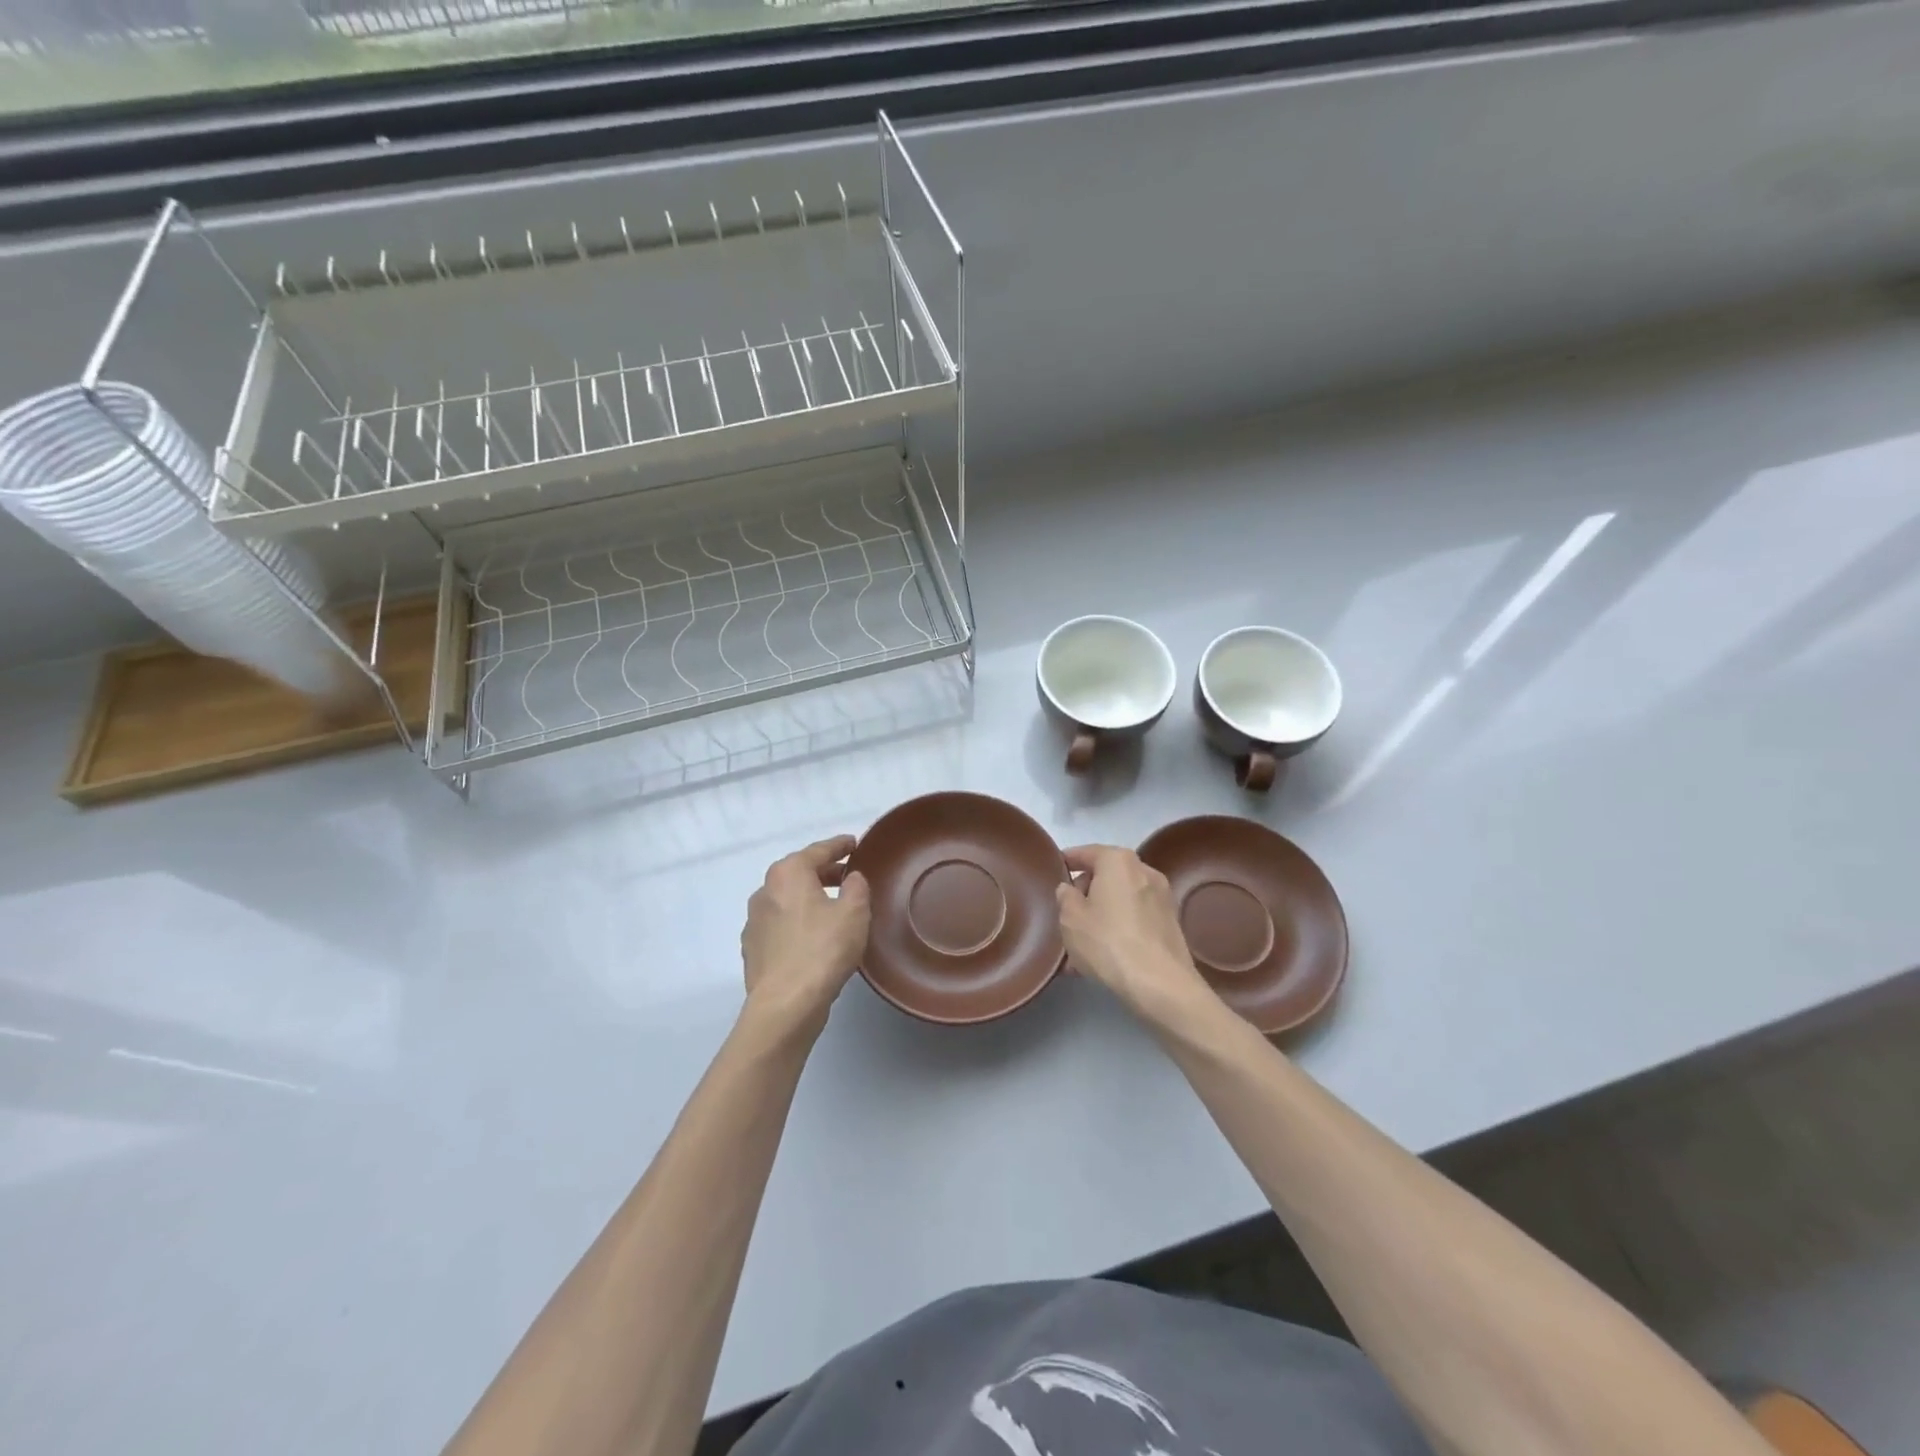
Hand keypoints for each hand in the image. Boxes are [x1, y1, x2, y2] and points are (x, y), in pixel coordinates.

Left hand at [740, 835, 871, 1040]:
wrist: (785, 1004)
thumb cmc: (823, 949)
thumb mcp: (854, 912)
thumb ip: (856, 887)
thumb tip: (851, 878)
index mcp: (788, 873)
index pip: (818, 850)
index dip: (839, 846)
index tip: (855, 843)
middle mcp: (765, 890)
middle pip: (799, 873)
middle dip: (824, 872)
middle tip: (849, 877)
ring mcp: (754, 921)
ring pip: (788, 900)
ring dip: (809, 899)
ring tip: (834, 908)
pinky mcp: (752, 948)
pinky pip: (780, 925)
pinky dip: (797, 922)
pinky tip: (813, 937)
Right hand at [1056, 845, 1212, 1027]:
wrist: (1160, 985)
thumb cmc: (1108, 941)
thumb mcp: (1070, 918)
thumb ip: (1065, 896)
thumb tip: (1070, 889)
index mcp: (1118, 861)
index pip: (1086, 852)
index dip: (1066, 861)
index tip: (1053, 870)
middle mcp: (1144, 871)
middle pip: (1105, 876)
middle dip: (1084, 894)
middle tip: (1065, 916)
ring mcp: (1161, 898)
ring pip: (1119, 902)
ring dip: (1100, 916)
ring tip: (1079, 946)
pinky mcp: (1170, 924)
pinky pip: (1134, 919)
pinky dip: (1117, 929)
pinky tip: (1101, 957)